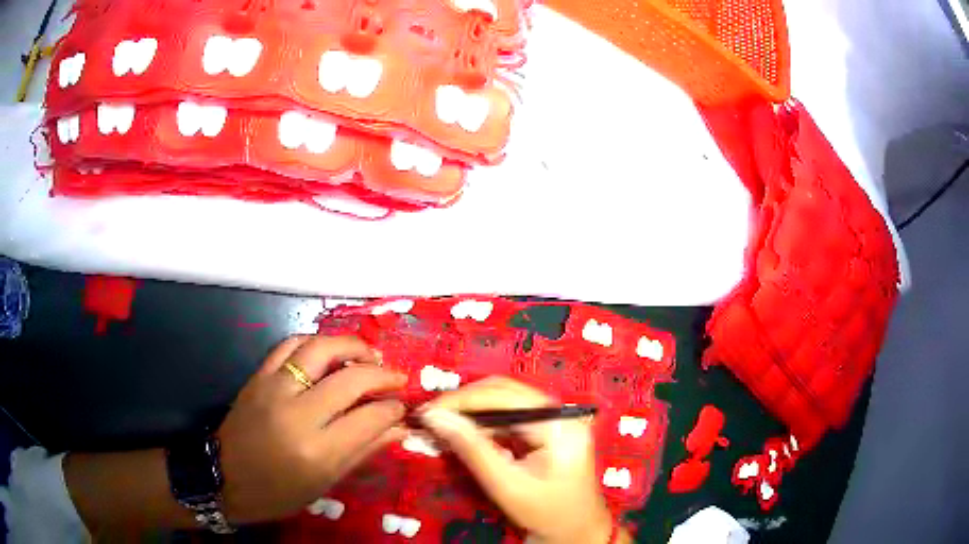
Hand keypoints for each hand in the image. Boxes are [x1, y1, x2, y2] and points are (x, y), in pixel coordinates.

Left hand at [216, 335, 407, 523]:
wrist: (225, 477)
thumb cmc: (278, 492)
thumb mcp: (325, 483)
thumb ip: (363, 451)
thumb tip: (398, 428)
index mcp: (317, 451)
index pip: (369, 417)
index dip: (392, 408)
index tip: (402, 406)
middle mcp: (297, 413)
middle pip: (350, 379)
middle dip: (382, 374)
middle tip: (396, 378)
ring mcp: (274, 388)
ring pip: (320, 349)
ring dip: (351, 346)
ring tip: (369, 355)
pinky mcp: (258, 376)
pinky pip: (289, 345)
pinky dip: (315, 343)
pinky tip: (328, 352)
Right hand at [419, 377, 615, 543]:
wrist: (575, 530)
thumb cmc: (546, 513)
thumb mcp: (506, 486)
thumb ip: (472, 450)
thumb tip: (436, 418)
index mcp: (559, 424)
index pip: (505, 396)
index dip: (463, 400)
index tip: (428, 412)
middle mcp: (560, 412)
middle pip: (505, 391)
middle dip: (465, 402)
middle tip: (431, 416)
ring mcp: (555, 418)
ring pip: (504, 400)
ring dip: (472, 410)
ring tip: (441, 423)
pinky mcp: (547, 428)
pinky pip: (509, 415)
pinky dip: (484, 421)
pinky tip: (463, 432)